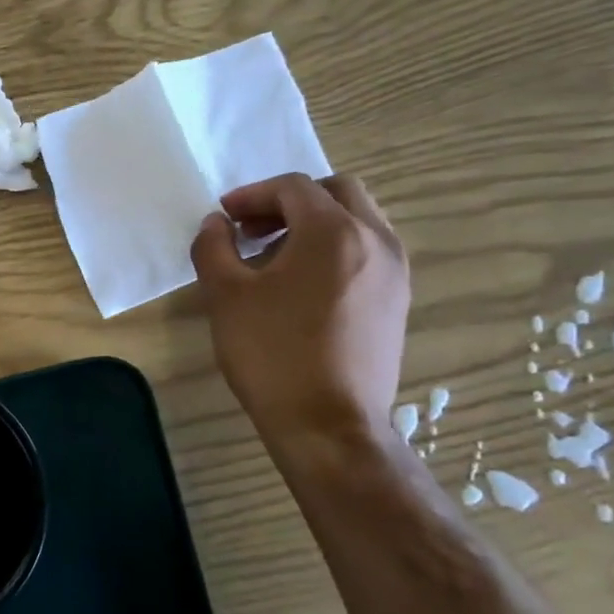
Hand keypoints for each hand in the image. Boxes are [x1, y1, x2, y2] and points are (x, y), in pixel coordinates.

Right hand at [190, 173, 408, 445]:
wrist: (329, 426)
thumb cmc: (273, 354)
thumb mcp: (226, 296)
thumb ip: (214, 247)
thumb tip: (218, 224)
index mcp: (334, 231)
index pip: (293, 188)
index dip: (253, 195)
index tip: (225, 217)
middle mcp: (375, 240)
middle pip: (336, 193)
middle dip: (290, 202)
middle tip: (254, 229)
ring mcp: (394, 273)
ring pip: (358, 221)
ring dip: (315, 224)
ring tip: (274, 259)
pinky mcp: (398, 302)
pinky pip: (368, 252)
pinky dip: (335, 249)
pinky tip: (302, 286)